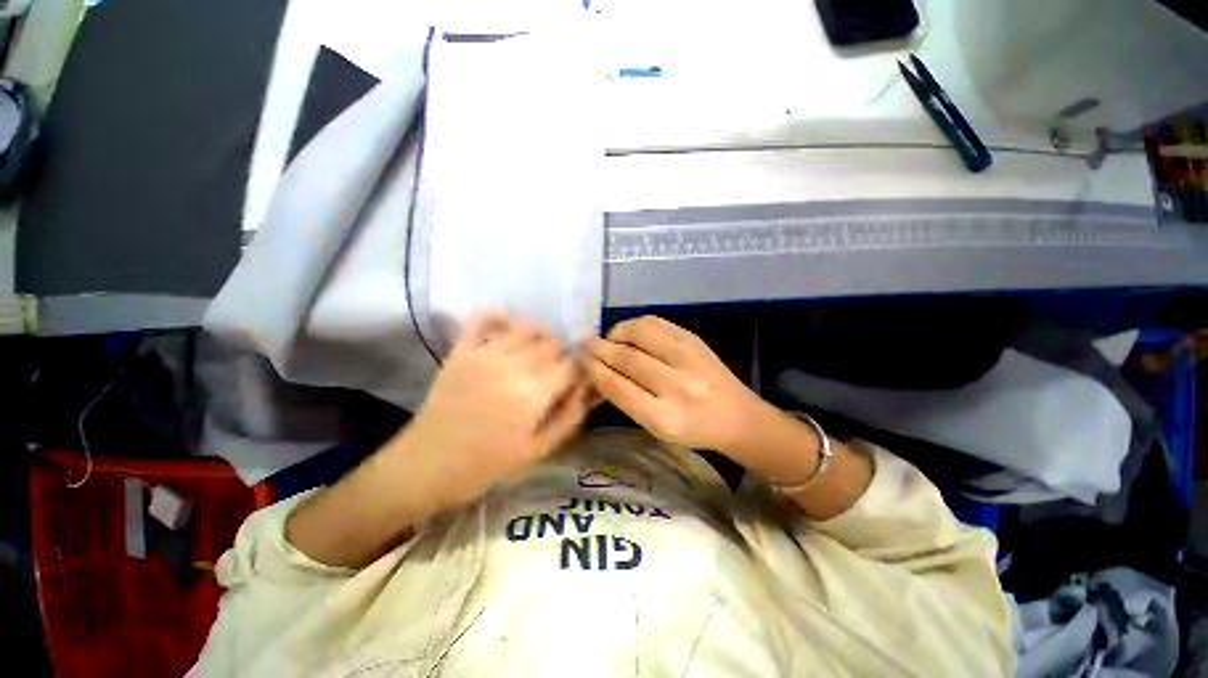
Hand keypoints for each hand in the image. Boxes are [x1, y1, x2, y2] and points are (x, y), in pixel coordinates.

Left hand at [403, 312, 589, 509]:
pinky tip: (507, 327)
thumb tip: (587, 389)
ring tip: (535, 354)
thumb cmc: (486, 465)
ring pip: (526, 328)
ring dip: (538, 337)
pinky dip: (498, 316)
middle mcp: (513, 366)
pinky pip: (482, 319)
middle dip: (561, 357)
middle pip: (552, 344)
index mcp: (534, 394)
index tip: (577, 380)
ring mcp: (485, 354)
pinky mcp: (461, 351)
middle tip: (554, 373)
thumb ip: (568, 418)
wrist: (427, 465)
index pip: (572, 366)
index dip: (579, 371)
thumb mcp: (537, 451)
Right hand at [584, 316, 765, 455]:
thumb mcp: (656, 429)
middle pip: (627, 358)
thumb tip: (598, 372)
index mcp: (665, 418)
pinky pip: (656, 323)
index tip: (580, 361)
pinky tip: (630, 333)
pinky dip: (636, 324)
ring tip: (609, 339)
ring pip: (639, 334)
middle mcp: (677, 385)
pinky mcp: (694, 340)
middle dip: (599, 349)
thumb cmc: (693, 429)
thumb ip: (627, 400)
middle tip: (584, 344)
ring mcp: (689, 358)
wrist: (737, 417)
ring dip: (616, 333)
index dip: (595, 370)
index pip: (618, 387)